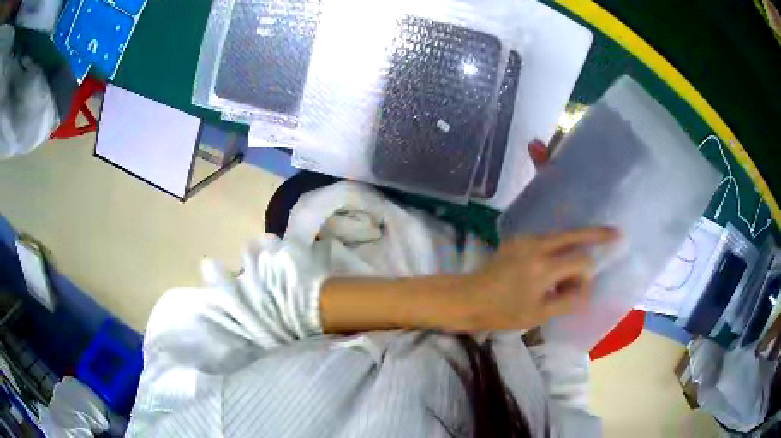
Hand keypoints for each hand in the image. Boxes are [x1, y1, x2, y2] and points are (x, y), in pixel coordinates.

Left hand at [454, 228, 618, 330]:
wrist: (469, 297)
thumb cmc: (502, 312)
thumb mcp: (538, 314)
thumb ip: (567, 301)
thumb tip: (586, 289)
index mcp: (542, 268)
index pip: (580, 262)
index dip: (586, 275)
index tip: (582, 290)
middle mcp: (536, 246)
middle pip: (574, 235)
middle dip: (596, 234)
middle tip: (616, 232)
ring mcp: (526, 239)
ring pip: (561, 235)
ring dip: (575, 244)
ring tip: (583, 256)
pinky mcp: (518, 239)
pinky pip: (547, 238)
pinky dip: (560, 246)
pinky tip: (561, 258)